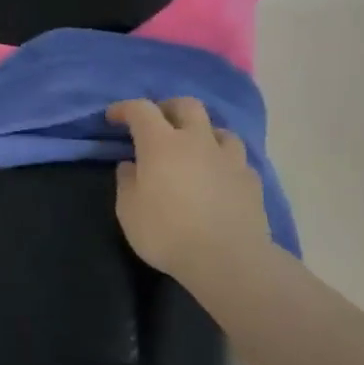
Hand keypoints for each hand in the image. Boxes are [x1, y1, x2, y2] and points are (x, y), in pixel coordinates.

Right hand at [107, 98, 270, 288]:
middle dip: (167, 108)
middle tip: (156, 123)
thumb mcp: (128, 210)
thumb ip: (127, 182)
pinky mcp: (251, 179)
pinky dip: (221, 160)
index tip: (113, 118)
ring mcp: (229, 158)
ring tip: (192, 149)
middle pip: (186, 105)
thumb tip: (130, 165)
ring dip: (201, 132)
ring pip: (218, 129)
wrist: (228, 259)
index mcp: (161, 144)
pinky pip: (235, 158)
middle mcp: (197, 141)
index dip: (124, 108)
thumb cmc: (167, 232)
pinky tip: (217, 176)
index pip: (141, 110)